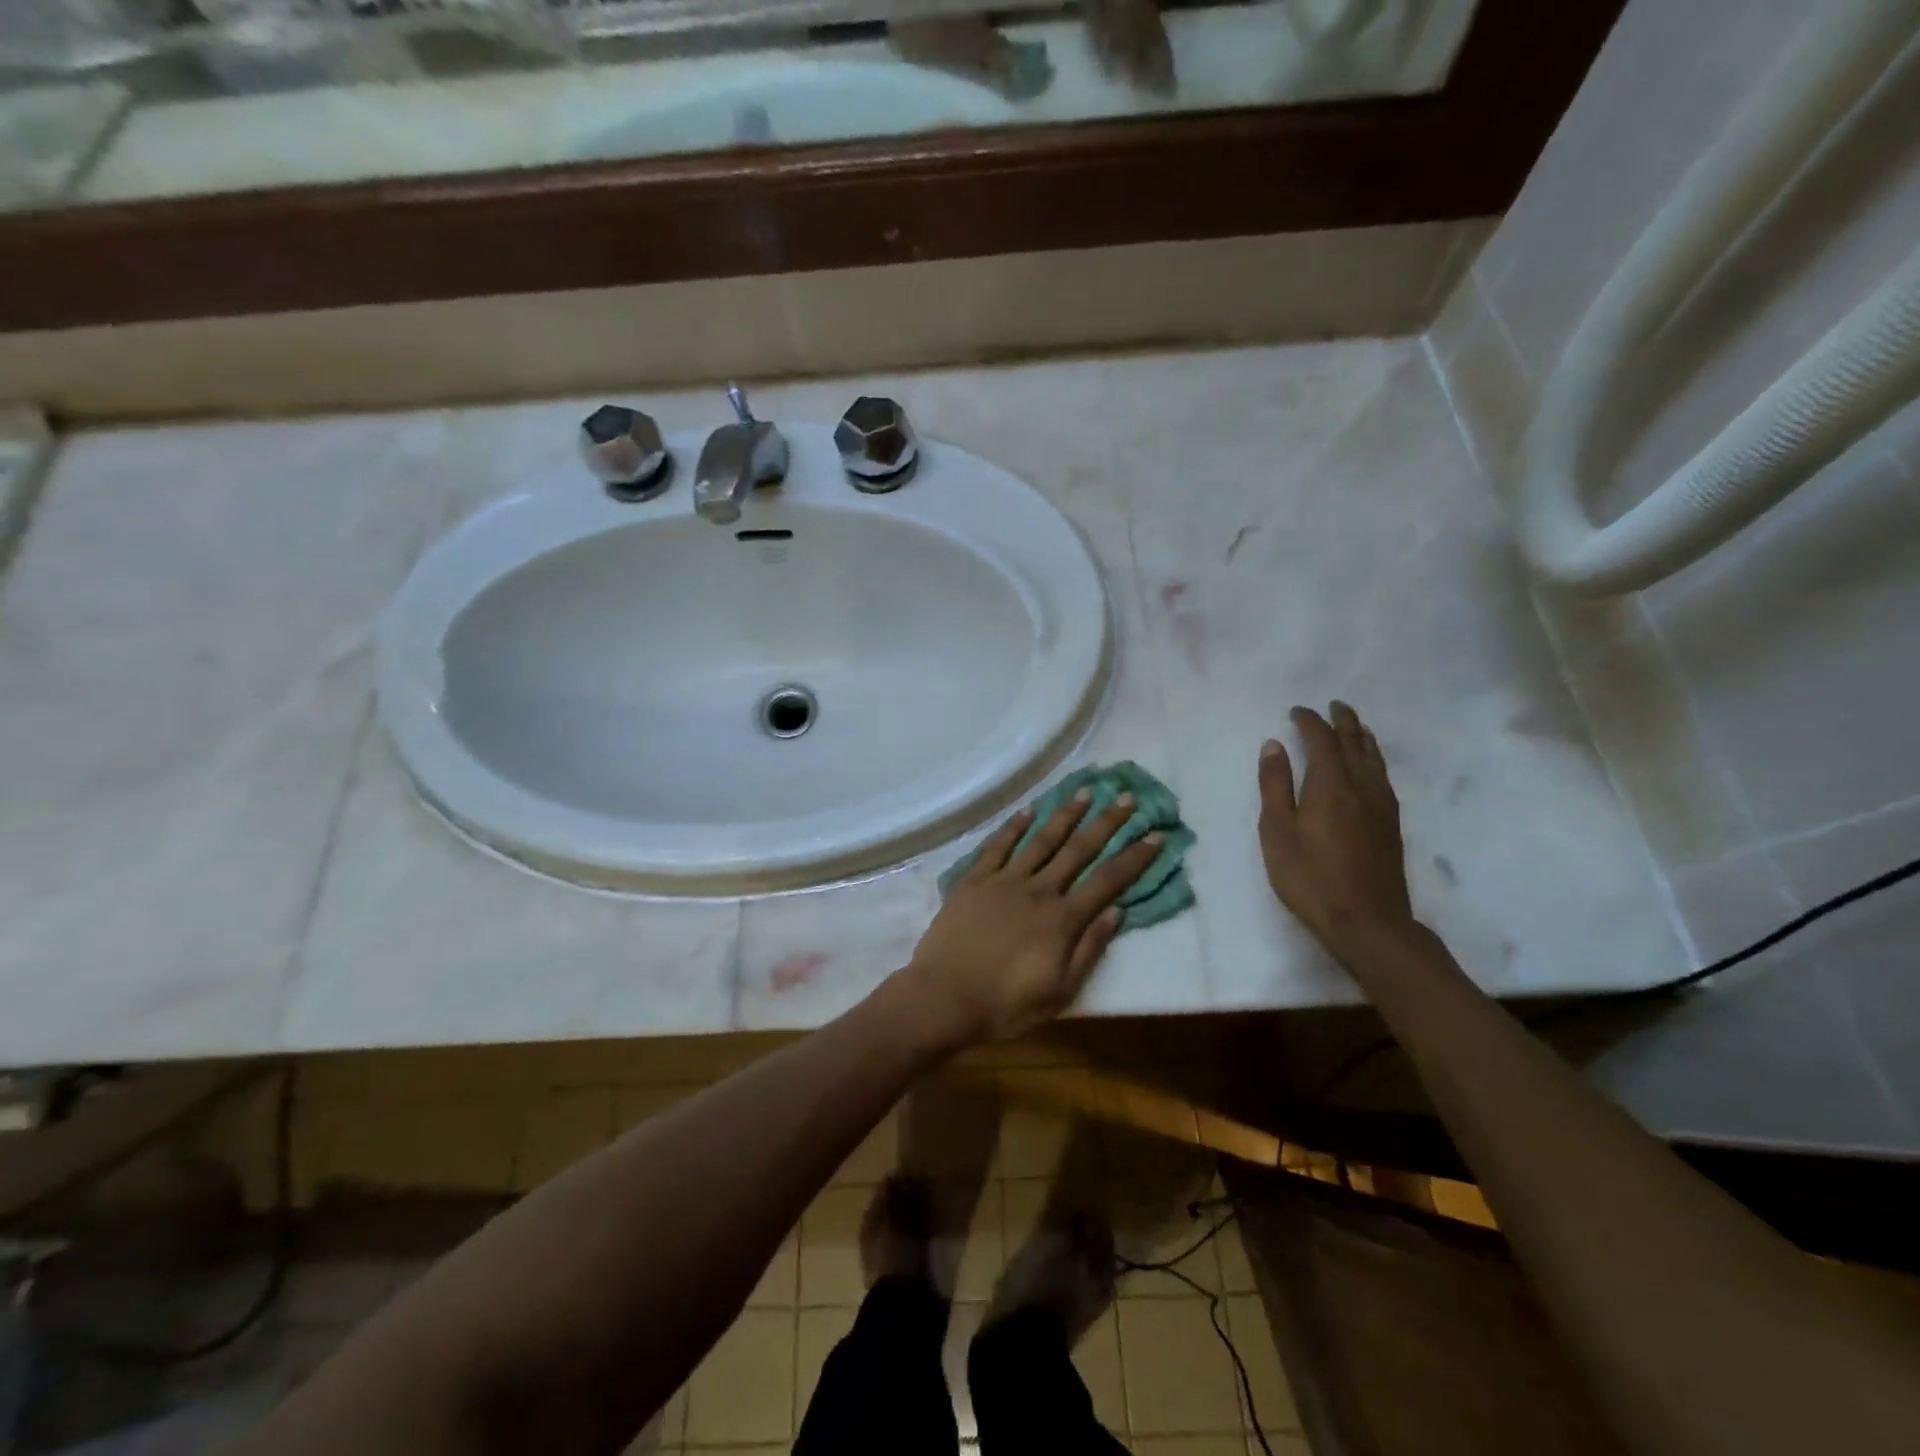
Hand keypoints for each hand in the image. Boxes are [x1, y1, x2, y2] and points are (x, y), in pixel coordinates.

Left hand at [906, 791, 1161, 1044]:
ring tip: (1083, 792)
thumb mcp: (1060, 990)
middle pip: (1078, 850)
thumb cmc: (1006, 1004)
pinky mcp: (974, 880)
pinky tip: (1028, 810)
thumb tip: (1117, 911)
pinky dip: (1014, 826)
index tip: (1155, 835)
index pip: (1108, 881)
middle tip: (1125, 797)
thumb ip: (1089, 949)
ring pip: (1040, 840)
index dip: (1134, 857)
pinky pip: (998, 846)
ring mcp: (1004, 881)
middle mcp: (1038, 890)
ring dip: (1064, 814)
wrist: (945, 997)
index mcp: (1062, 919)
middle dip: (1105, 822)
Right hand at [1258, 702, 1413, 952]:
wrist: (1366, 921)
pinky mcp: (1391, 824)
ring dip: (1362, 737)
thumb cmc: (1309, 876)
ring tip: (1354, 727)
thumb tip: (1274, 745)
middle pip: (1356, 742)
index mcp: (1331, 783)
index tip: (1296, 711)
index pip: (1322, 739)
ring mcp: (1381, 805)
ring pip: (1375, 758)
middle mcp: (1362, 786)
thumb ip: (1275, 785)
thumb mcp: (1277, 830)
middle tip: (1333, 706)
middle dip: (1343, 721)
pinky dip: (1373, 758)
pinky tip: (1370, 767)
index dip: (1309, 721)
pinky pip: (1383, 775)